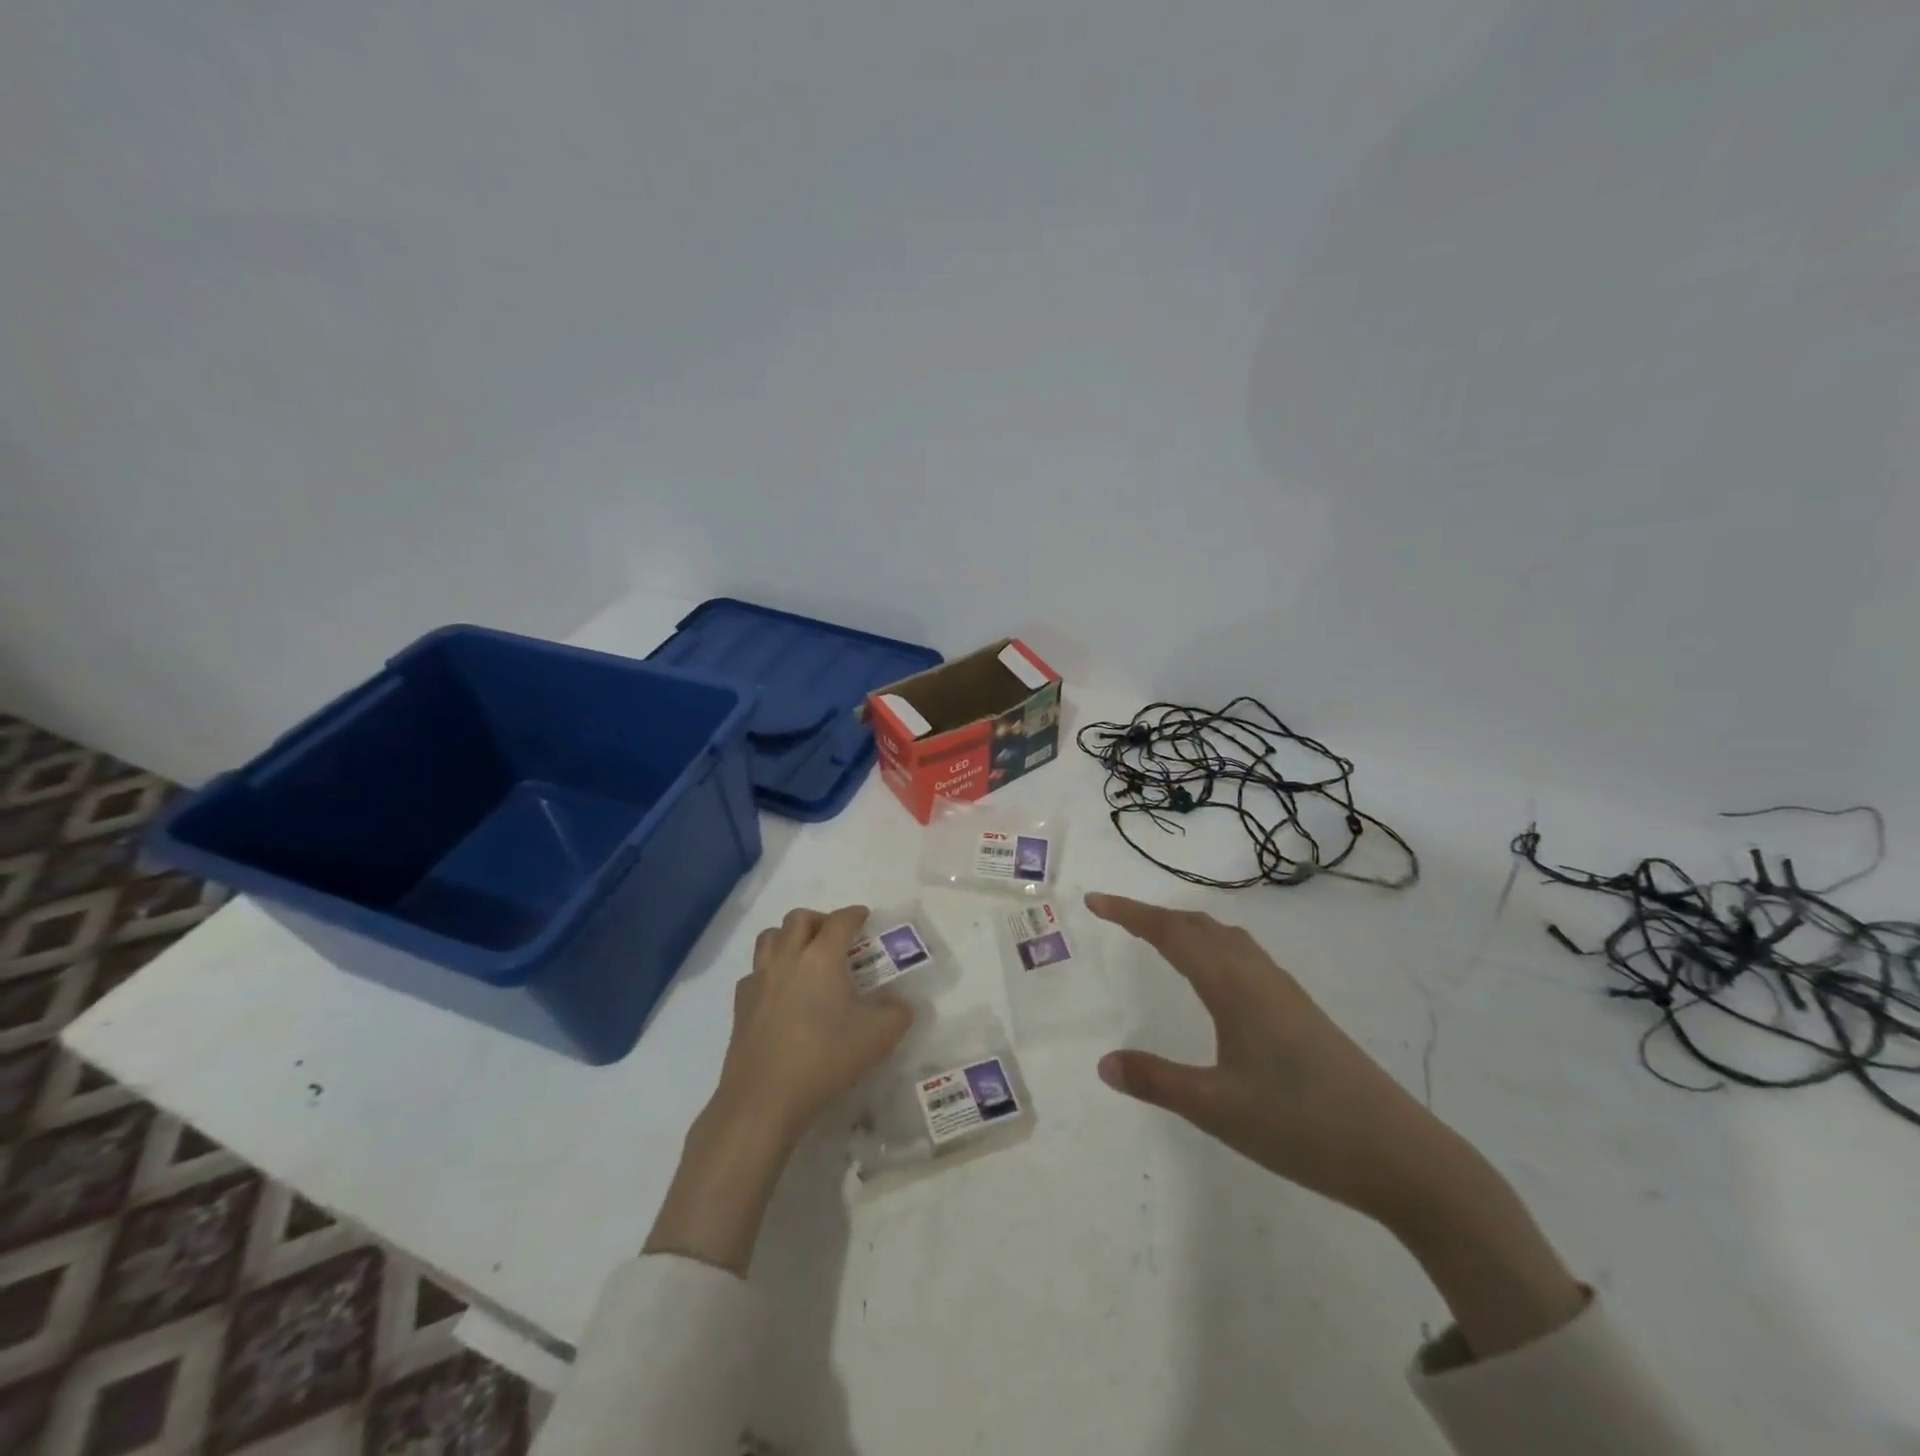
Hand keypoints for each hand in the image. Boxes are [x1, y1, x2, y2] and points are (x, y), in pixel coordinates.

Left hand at [716, 905, 915, 1133]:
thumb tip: (900, 1004)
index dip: (854, 914)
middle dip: (819, 919)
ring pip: (770, 937)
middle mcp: (788, 958)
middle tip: (834, 936)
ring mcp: (759, 979)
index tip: (863, 917)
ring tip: (803, 954)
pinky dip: (769, 969)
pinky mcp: (740, 1003)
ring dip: (788, 936)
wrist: (764, 1098)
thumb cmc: (825, 1058)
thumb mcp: (879, 1037)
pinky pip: (755, 971)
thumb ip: (898, 1013)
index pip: (840, 921)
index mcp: (822, 957)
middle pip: (799, 918)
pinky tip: (780, 991)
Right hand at [1085, 891, 1452, 1225]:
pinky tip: (1218, 979)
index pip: (1170, 934)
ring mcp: (1285, 993)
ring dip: (1188, 928)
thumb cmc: (1301, 1125)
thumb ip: (1157, 1081)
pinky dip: (1215, 947)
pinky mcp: (1303, 1013)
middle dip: (1154, 916)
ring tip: (1161, 938)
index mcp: (1232, 987)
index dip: (1129, 913)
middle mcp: (1258, 976)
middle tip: (1118, 918)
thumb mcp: (1217, 1109)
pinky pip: (1246, 957)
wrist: (1401, 1155)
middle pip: (1199, 926)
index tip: (1095, 901)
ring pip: (1227, 939)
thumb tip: (1104, 1063)